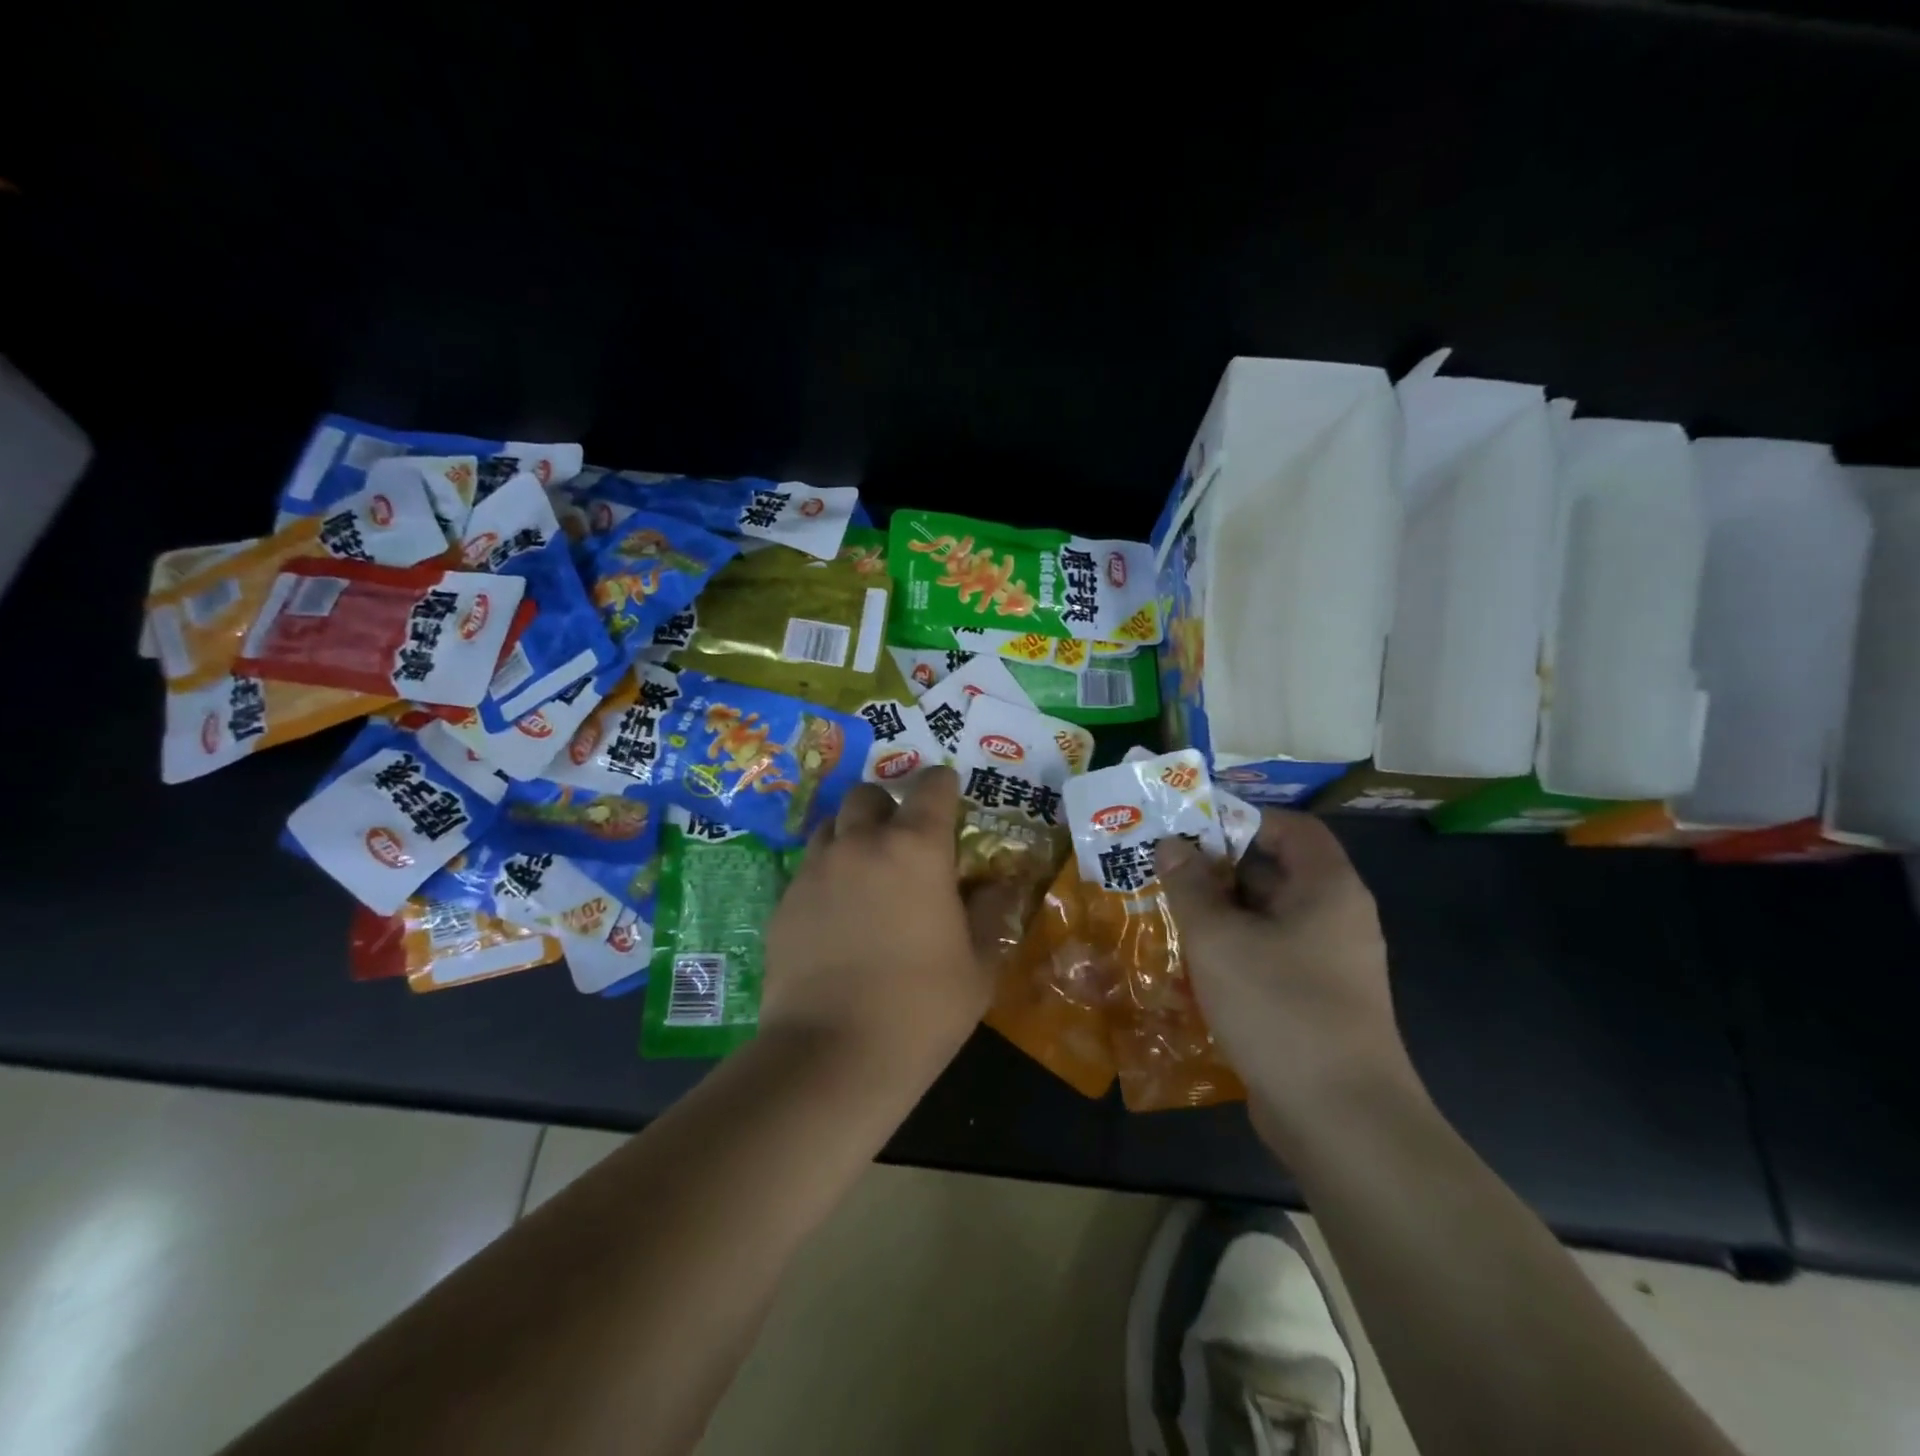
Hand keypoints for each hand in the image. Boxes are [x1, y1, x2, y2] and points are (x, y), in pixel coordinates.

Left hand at [762, 768, 1012, 1084]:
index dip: (943, 785)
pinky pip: (808, 866)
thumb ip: (990, 912)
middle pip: (869, 794)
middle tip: (903, 841)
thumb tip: (999, 885)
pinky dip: (827, 872)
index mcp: (916, 849)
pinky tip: (836, 912)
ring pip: (832, 825)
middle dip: (888, 806)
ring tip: (865, 871)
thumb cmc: (922, 1008)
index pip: (931, 787)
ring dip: (852, 834)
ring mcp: (816, 870)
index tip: (949, 797)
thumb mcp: (978, 964)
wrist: (832, 1055)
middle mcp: (861, 843)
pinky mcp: (784, 900)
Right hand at [1154, 809, 1420, 1147]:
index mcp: (1328, 889)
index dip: (1241, 818)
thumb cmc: (1280, 1009)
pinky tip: (1190, 963)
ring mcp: (1330, 963)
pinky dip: (1233, 949)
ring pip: (1267, 917)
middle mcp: (1336, 918)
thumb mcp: (1219, 940)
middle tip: (1164, 868)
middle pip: (1276, 870)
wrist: (1341, 1121)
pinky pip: (1270, 955)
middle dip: (1218, 867)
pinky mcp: (1316, 1001)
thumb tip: (1172, 844)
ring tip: (1166, 910)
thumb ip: (1190, 886)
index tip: (1190, 827)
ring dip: (1219, 911)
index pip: (1291, 827)